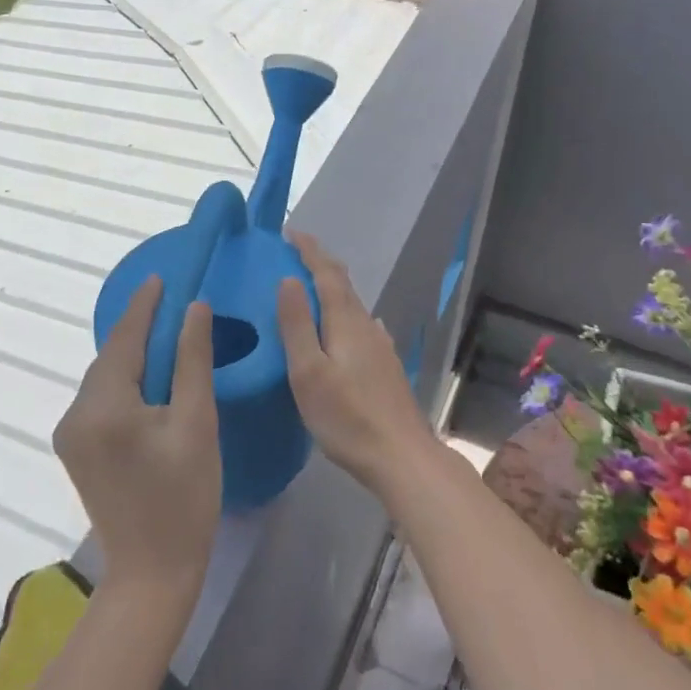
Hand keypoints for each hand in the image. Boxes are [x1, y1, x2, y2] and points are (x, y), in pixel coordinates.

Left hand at [55, 276, 221, 599]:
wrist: (152, 572)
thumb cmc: (185, 499)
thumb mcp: (197, 424)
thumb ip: (192, 361)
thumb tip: (194, 308)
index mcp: (104, 406)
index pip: (125, 340)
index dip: (144, 306)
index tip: (160, 277)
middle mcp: (75, 414)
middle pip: (111, 358)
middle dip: (140, 330)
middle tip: (171, 304)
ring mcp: (70, 434)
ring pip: (105, 378)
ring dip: (133, 357)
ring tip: (167, 336)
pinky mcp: (75, 449)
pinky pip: (101, 400)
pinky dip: (125, 383)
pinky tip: (149, 380)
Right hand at [277, 232, 438, 497]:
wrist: (402, 457)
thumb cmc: (347, 418)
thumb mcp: (308, 372)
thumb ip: (297, 325)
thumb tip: (288, 279)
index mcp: (346, 322)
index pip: (326, 274)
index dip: (309, 250)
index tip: (289, 232)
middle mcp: (367, 326)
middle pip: (343, 285)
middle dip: (319, 264)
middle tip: (294, 254)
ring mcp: (381, 347)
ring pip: (353, 306)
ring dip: (331, 289)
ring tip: (310, 288)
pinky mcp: (386, 367)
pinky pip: (360, 326)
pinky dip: (344, 314)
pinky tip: (346, 329)